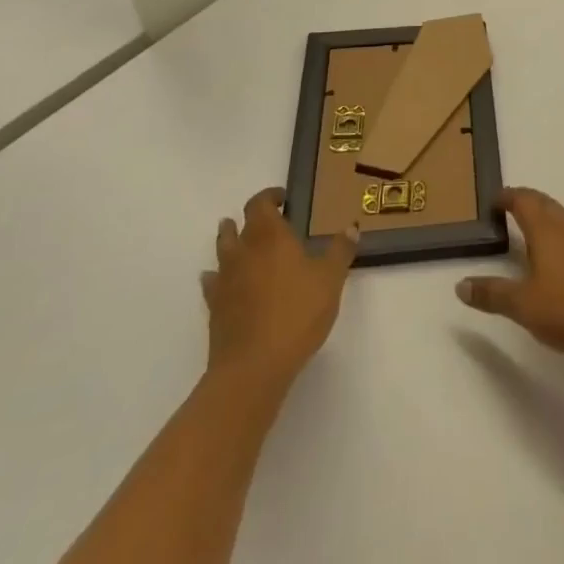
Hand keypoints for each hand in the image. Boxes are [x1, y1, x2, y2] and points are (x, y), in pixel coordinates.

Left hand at [202, 188, 357, 387]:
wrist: (253, 366)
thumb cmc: (297, 313)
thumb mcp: (331, 279)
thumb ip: (340, 251)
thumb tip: (351, 226)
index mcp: (270, 236)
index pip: (260, 203)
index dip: (270, 196)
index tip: (283, 199)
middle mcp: (243, 251)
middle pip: (237, 225)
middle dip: (248, 219)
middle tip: (266, 221)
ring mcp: (225, 280)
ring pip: (222, 250)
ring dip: (229, 241)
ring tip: (238, 241)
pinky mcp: (214, 308)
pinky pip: (212, 283)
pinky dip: (217, 277)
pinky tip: (222, 282)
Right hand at [456, 187, 563, 360]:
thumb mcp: (525, 306)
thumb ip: (493, 294)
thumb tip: (461, 285)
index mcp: (546, 229)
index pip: (523, 200)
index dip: (507, 197)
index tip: (492, 201)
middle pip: (543, 203)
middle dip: (524, 201)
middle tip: (505, 209)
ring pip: (559, 216)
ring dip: (541, 215)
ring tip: (526, 229)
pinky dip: (555, 232)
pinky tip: (555, 256)